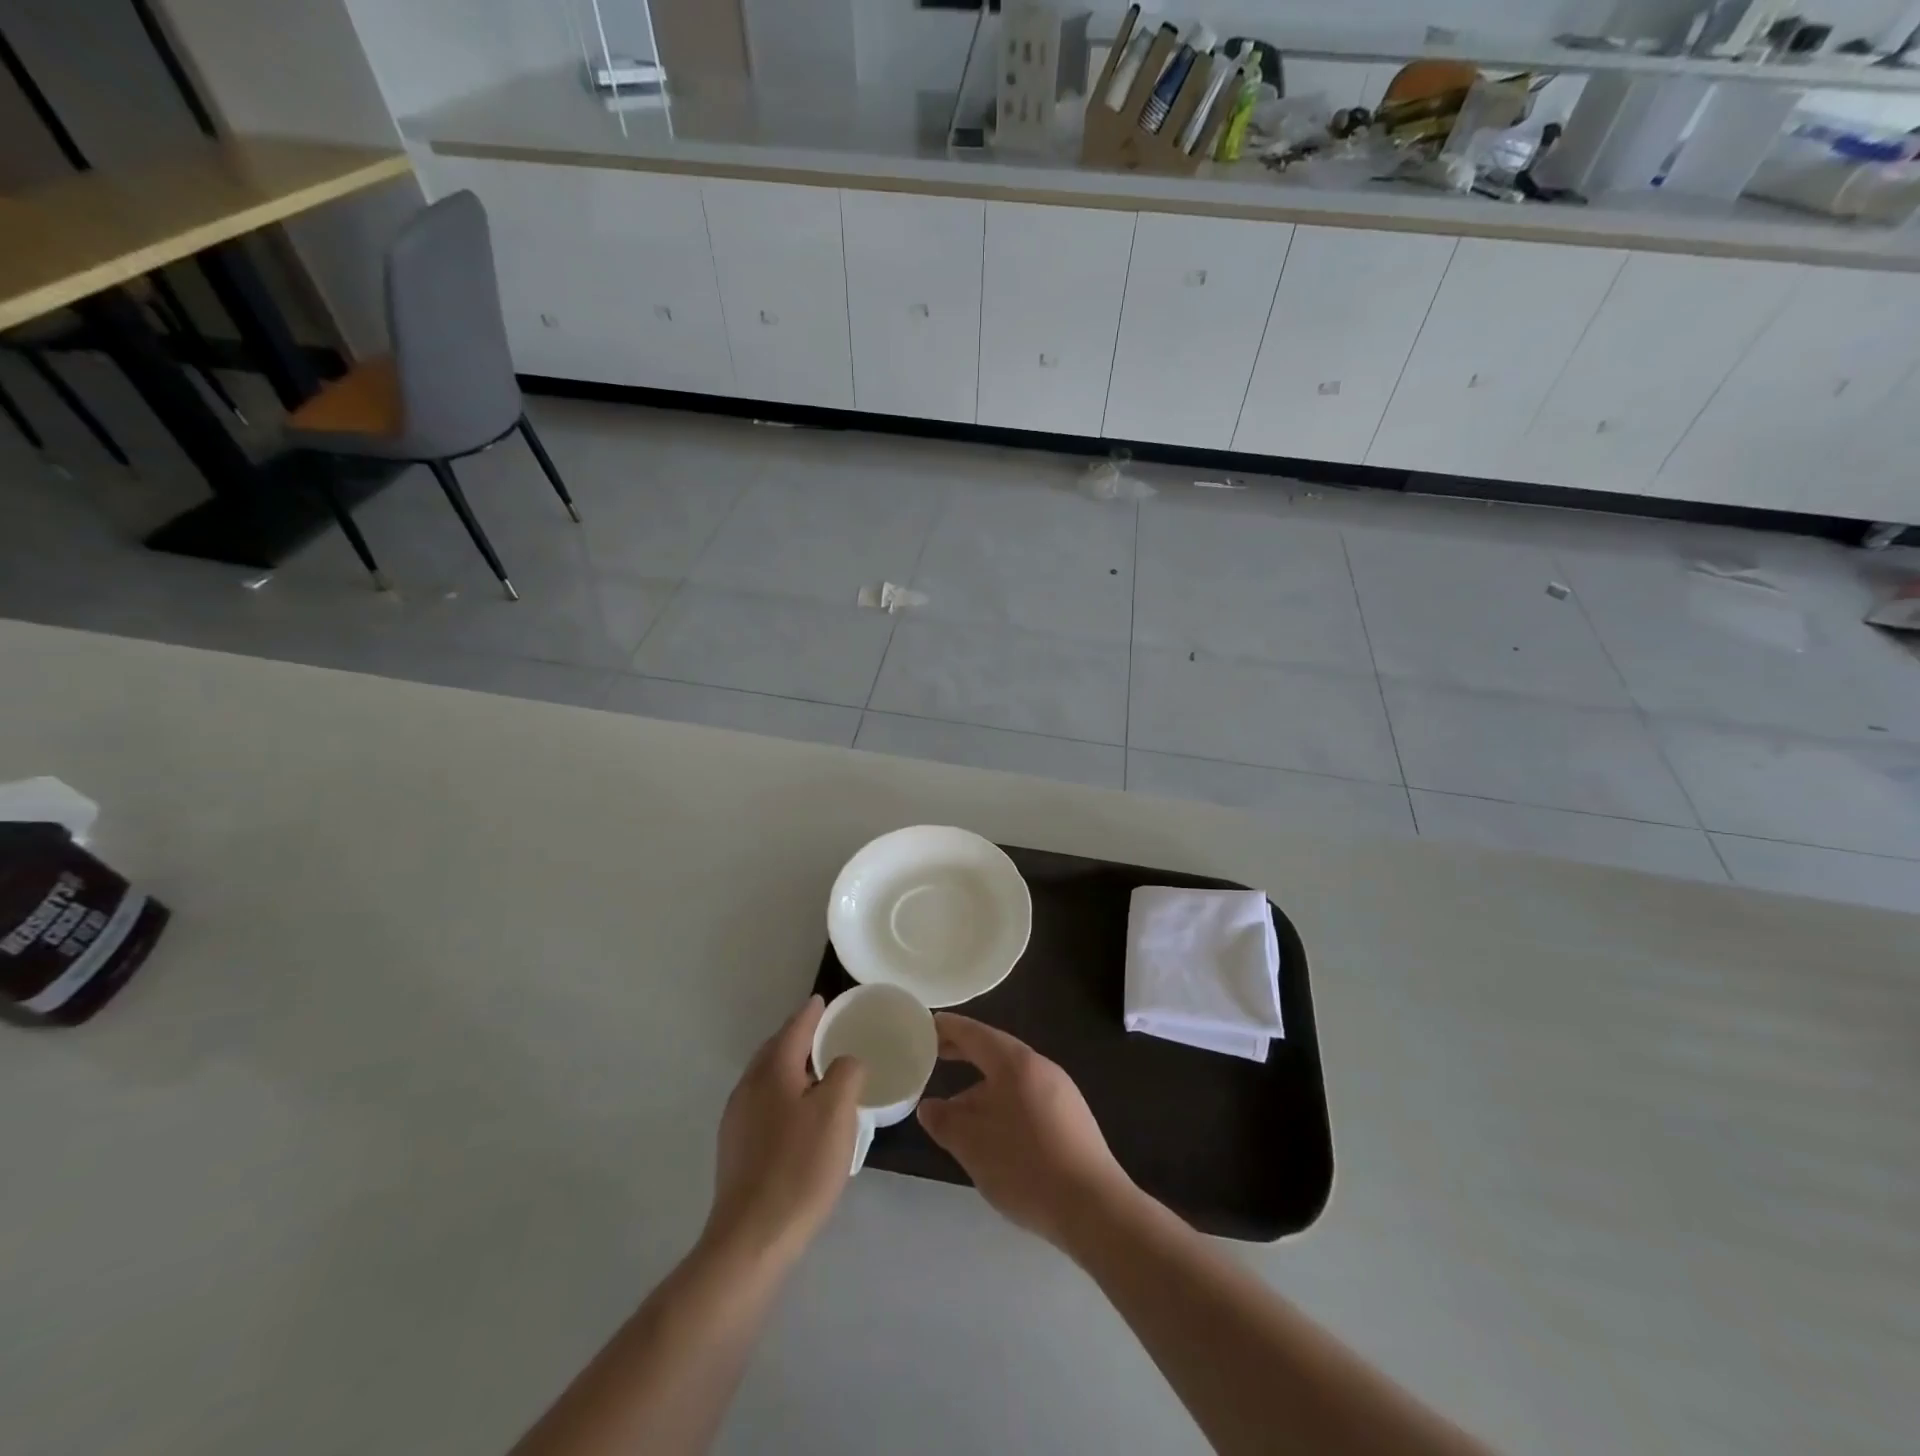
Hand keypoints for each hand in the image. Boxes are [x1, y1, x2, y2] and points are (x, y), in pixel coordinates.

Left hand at [704, 996, 865, 1266]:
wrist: (751, 1239)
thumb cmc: (800, 1167)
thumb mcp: (837, 1112)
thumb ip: (846, 1073)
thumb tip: (846, 1062)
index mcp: (772, 1071)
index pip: (794, 1028)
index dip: (811, 1013)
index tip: (823, 1001)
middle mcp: (748, 1087)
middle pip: (775, 1051)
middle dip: (798, 1038)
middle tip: (825, 1034)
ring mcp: (737, 1120)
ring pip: (766, 1079)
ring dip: (790, 1069)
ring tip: (817, 1074)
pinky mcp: (735, 1150)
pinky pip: (763, 1104)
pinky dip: (782, 1095)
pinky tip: (798, 1116)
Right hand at [916, 1015, 1134, 1247]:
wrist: (1094, 1207)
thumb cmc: (1026, 1166)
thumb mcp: (972, 1145)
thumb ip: (945, 1121)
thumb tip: (930, 1106)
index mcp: (1016, 1063)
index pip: (976, 1034)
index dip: (949, 1028)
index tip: (927, 1024)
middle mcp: (1041, 1067)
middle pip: (996, 1052)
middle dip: (965, 1054)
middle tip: (935, 1056)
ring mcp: (1062, 1092)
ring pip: (1012, 1079)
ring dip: (983, 1087)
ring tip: (959, 1110)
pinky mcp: (1072, 1119)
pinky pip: (1028, 1098)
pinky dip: (1004, 1104)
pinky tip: (995, 1134)